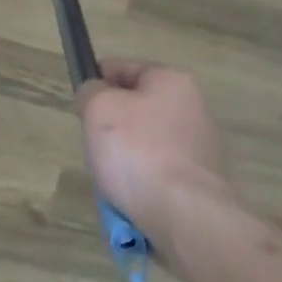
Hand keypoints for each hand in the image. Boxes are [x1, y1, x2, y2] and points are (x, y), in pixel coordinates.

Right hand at [77, 61, 230, 247]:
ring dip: (124, 154)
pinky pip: (158, 170)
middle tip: (93, 142)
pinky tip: (129, 193)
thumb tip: (96, 93)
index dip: (97, 80)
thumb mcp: (98, 108)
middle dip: (111, 123)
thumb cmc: (136, 150)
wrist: (183, 213)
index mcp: (172, 81)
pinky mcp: (200, 180)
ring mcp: (201, 146)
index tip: (81, 103)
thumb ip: (91, 91)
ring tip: (109, 175)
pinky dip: (140, 178)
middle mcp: (193, 107)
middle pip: (136, 106)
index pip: (123, 67)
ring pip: (145, 140)